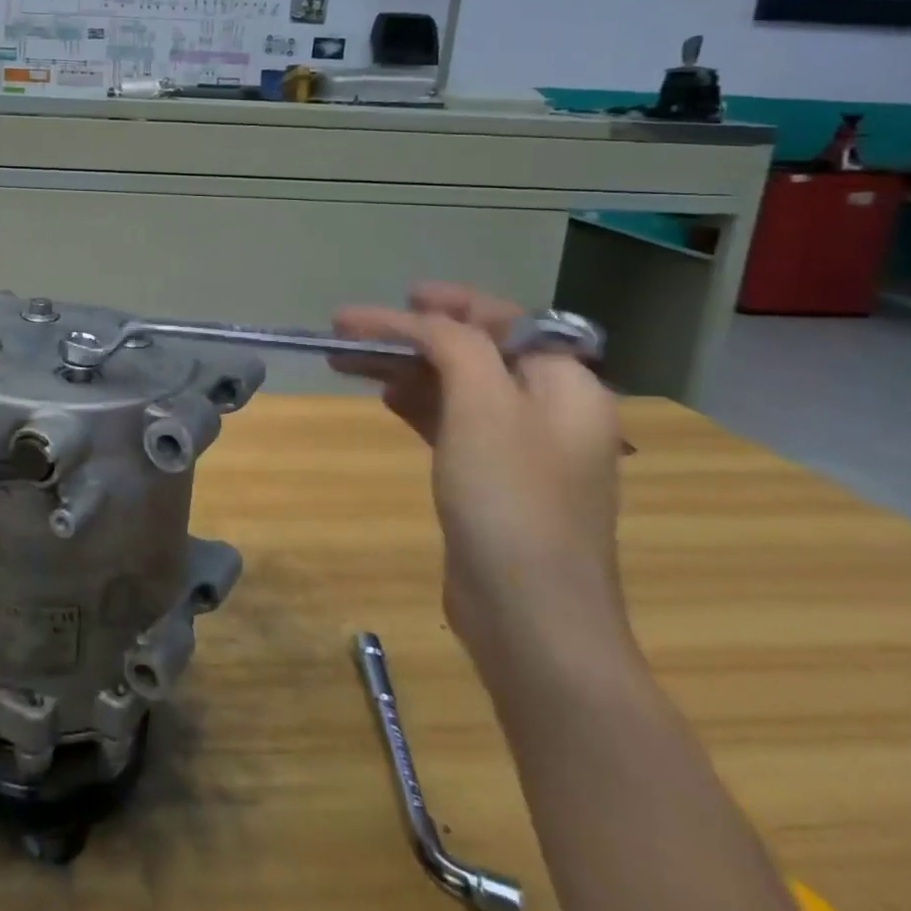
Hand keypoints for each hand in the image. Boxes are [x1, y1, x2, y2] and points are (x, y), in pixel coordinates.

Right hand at [332, 284, 627, 668]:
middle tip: (347, 328)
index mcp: (565, 386)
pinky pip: (449, 421)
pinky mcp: (490, 480)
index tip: (399, 295)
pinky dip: (415, 402)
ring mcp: (518, 449)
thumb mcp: (484, 405)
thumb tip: (427, 322)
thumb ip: (456, 346)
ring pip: (454, 386)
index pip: (505, 322)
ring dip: (403, 366)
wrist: (528, 616)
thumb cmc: (511, 500)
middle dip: (411, 334)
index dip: (451, 303)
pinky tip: (383, 397)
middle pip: (473, 351)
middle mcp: (548, 410)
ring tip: (345, 359)